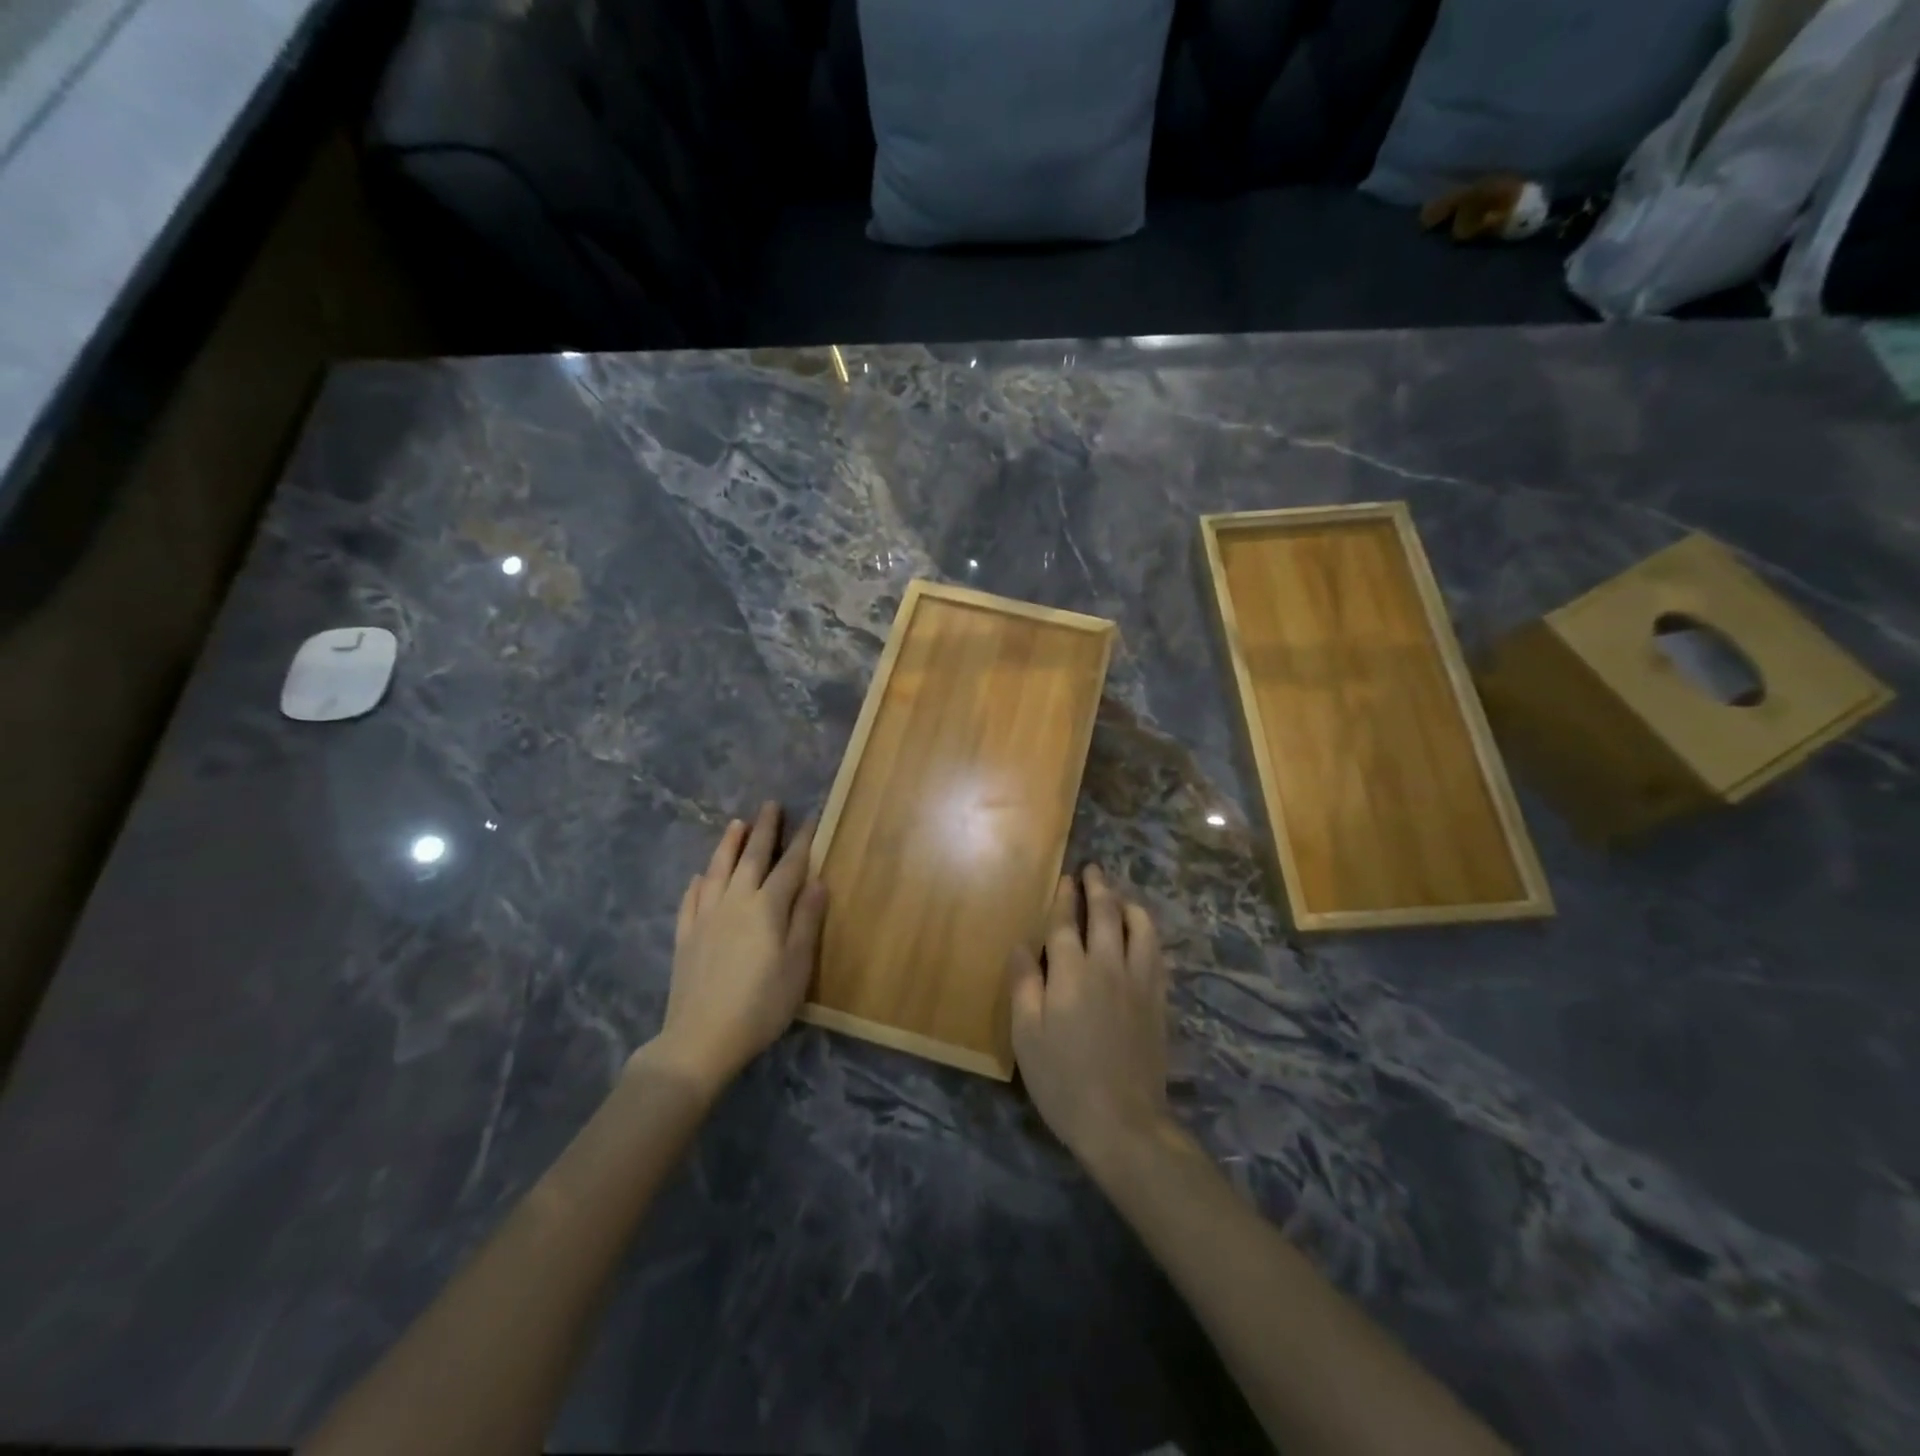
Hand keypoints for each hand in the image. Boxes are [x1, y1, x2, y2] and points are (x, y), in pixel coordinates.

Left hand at [640, 802, 826, 1097]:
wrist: (701, 1038)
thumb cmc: (761, 1004)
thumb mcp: (797, 966)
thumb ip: (806, 920)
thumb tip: (817, 881)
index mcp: (767, 908)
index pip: (789, 867)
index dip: (801, 843)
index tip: (809, 819)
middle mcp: (735, 902)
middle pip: (751, 858)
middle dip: (764, 830)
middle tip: (770, 805)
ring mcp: (705, 917)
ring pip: (717, 870)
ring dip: (728, 845)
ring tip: (736, 824)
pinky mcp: (685, 936)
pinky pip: (691, 899)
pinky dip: (698, 882)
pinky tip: (699, 877)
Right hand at [1008, 865, 1170, 1170]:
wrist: (1123, 1122)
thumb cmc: (1063, 1080)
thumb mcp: (1026, 1036)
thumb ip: (1024, 985)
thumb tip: (1022, 945)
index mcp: (1072, 973)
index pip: (1065, 924)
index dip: (1064, 898)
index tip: (1065, 878)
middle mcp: (1108, 966)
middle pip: (1106, 914)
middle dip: (1098, 887)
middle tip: (1093, 869)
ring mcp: (1139, 982)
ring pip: (1140, 927)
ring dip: (1129, 904)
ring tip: (1120, 896)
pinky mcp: (1158, 1001)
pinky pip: (1157, 952)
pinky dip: (1147, 933)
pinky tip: (1142, 935)